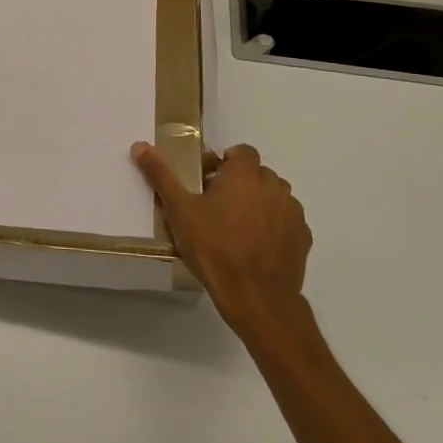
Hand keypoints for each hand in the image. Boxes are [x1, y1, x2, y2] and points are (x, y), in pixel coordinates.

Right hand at [132, 141, 311, 327]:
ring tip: (237, 228)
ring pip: (274, 197)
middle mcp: (274, 186)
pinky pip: (286, 221)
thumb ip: (161, 175)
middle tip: (216, 207)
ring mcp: (293, 212)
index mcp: (245, 174)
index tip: (208, 181)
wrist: (256, 297)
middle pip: (257, 174)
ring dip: (258, 203)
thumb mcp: (179, 210)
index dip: (225, 162)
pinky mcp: (303, 237)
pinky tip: (256, 246)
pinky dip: (273, 226)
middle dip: (239, 183)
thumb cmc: (213, 247)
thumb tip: (140, 146)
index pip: (242, 152)